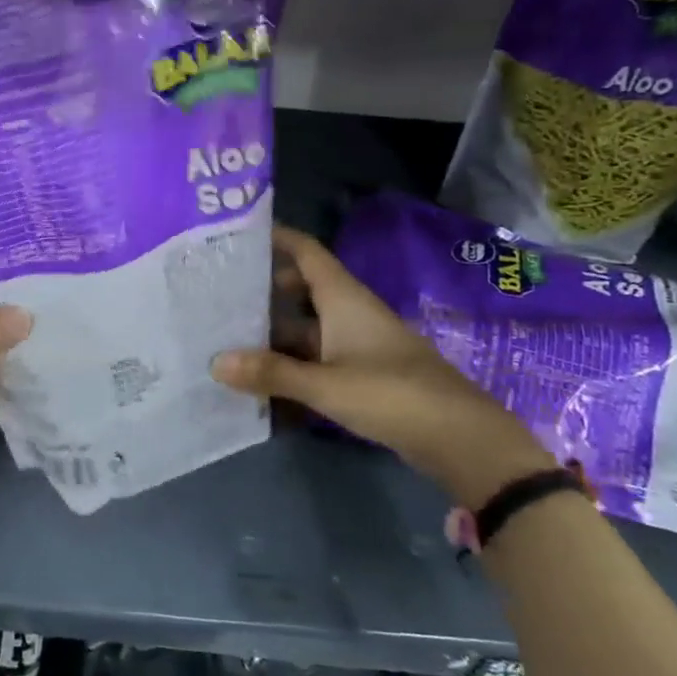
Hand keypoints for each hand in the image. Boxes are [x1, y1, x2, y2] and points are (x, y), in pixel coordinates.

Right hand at [211, 226, 554, 508]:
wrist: (462, 440)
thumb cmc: (393, 394)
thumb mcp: (326, 384)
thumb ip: (271, 373)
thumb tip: (214, 362)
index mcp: (344, 299)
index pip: (307, 251)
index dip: (277, 237)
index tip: (237, 235)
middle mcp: (349, 313)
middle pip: (301, 290)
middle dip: (264, 291)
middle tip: (219, 295)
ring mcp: (357, 345)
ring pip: (307, 329)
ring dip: (274, 335)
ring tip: (229, 340)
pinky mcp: (363, 375)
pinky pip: (317, 360)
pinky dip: (292, 366)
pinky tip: (262, 384)